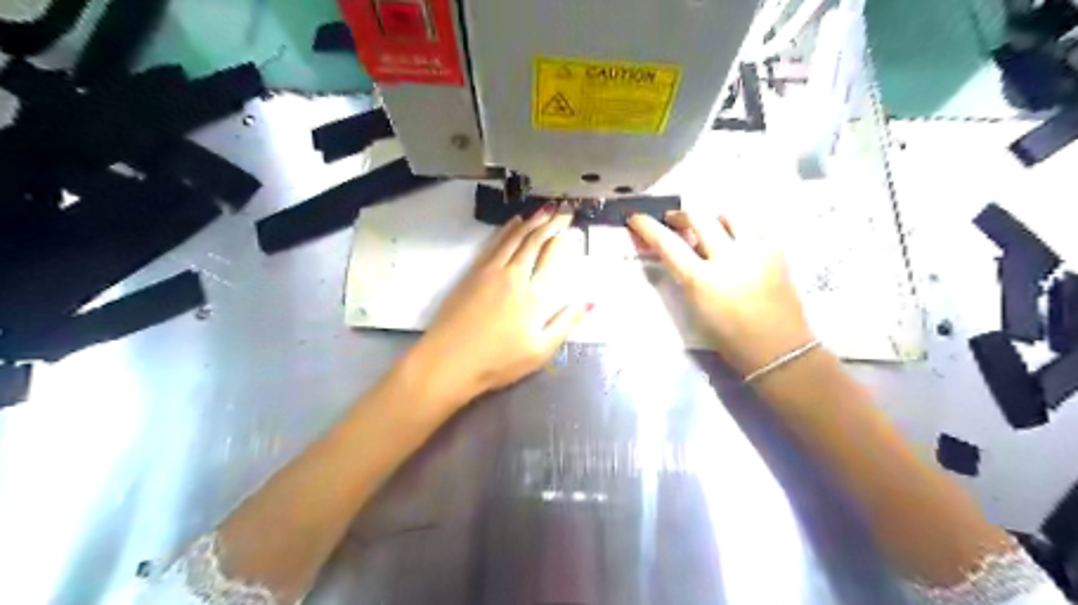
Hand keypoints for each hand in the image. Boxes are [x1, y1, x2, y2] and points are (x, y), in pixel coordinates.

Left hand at [406, 205, 588, 408]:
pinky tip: (513, 224)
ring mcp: (488, 271)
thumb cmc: (496, 362)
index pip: (549, 256)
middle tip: (562, 210)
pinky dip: (506, 231)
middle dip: (549, 223)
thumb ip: (565, 323)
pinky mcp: (471, 274)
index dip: (561, 237)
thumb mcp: (539, 351)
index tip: (571, 224)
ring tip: (543, 210)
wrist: (447, 362)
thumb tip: (590, 301)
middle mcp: (511, 275)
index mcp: (531, 294)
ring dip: (529, 222)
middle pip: (532, 241)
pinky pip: (493, 244)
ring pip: (512, 238)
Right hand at [629, 210, 813, 374]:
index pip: (667, 244)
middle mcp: (728, 259)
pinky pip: (755, 225)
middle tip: (674, 221)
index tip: (637, 217)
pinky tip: (739, 241)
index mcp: (702, 280)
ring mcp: (756, 251)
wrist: (778, 349)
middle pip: (698, 217)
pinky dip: (741, 228)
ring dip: (713, 219)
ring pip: (729, 214)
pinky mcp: (778, 251)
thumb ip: (686, 276)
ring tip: (711, 231)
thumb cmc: (729, 337)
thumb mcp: (696, 308)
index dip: (648, 227)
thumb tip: (680, 251)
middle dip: (680, 215)